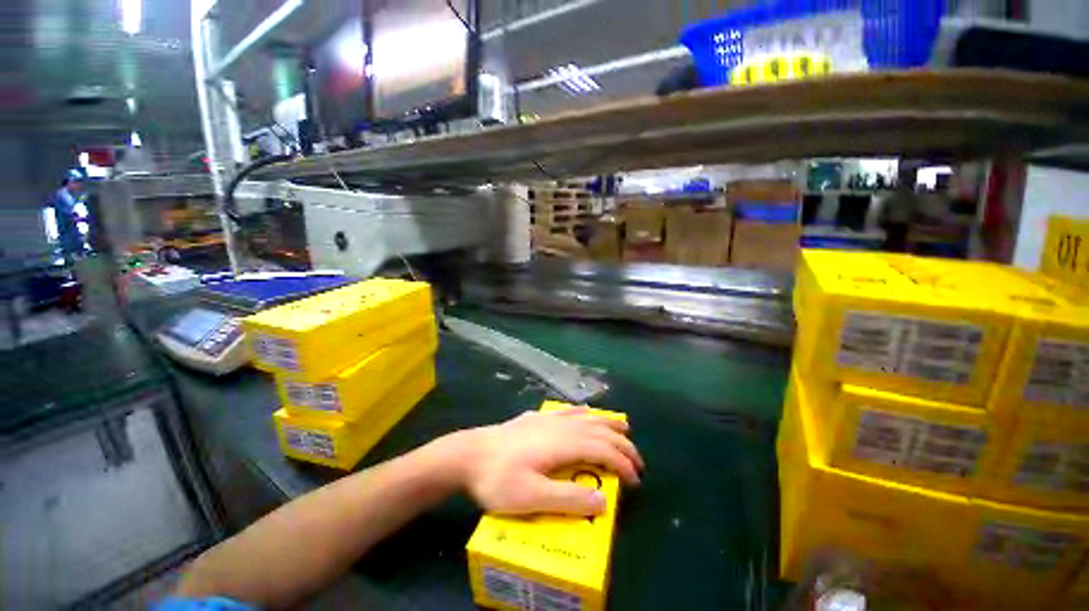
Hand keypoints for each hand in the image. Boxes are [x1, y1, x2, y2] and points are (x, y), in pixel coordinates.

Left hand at [449, 408, 643, 516]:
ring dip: (608, 424)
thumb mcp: (531, 498)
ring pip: (586, 417)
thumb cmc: (499, 479)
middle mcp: (561, 426)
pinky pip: (568, 411)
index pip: (603, 450)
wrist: (470, 453)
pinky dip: (584, 413)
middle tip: (637, 461)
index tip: (635, 482)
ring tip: (623, 430)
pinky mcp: (537, 418)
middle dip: (622, 444)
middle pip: (599, 430)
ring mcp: (548, 419)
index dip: (623, 464)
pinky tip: (586, 412)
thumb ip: (568, 499)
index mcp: (563, 444)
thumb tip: (604, 501)